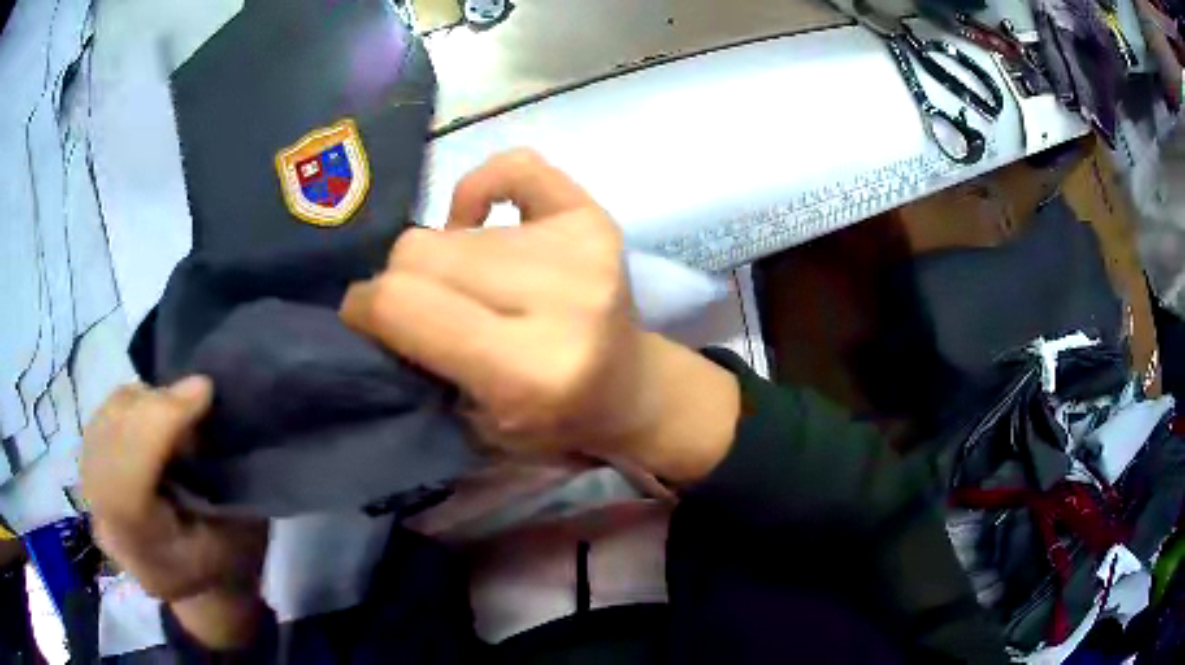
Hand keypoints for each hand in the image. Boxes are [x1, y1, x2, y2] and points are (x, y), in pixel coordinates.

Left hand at [81, 377, 267, 648]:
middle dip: (150, 408)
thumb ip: (218, 473)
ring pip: (102, 425)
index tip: (201, 390)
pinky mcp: (89, 478)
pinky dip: (128, 407)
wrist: (200, 584)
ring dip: (139, 404)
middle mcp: (109, 531)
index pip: (127, 487)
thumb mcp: (243, 532)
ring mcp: (92, 502)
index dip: (156, 428)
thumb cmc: (230, 562)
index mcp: (151, 562)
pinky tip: (150, 417)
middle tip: (192, 398)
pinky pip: (100, 423)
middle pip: (108, 446)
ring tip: (173, 411)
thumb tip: (200, 395)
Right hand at [342, 150, 739, 479]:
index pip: (400, 304)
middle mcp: (560, 299)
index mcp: (527, 369)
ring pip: (451, 228)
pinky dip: (483, 188)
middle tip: (423, 311)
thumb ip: (414, 364)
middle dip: (401, 285)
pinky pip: (513, 166)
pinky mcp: (594, 216)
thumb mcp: (471, 427)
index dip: (364, 308)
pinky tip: (483, 224)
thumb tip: (367, 301)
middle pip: (420, 252)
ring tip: (470, 289)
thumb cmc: (551, 422)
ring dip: (444, 259)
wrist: (630, 388)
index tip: (364, 319)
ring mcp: (582, 248)